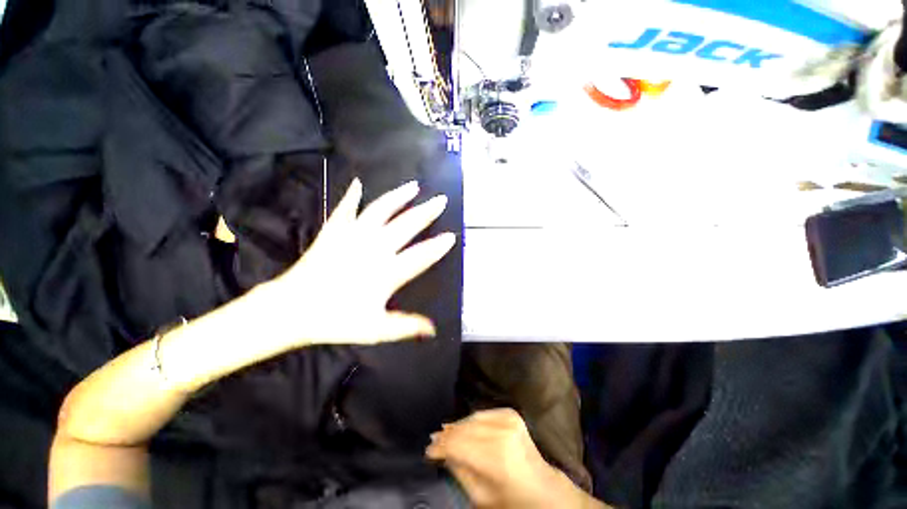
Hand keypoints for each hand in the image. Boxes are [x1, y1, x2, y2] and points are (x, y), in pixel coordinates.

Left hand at [263, 178, 454, 345]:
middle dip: (426, 212)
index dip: (438, 247)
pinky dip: (352, 196)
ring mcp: (353, 236)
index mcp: (387, 272)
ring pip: (381, 210)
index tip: (452, 236)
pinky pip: (345, 209)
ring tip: (413, 186)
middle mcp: (374, 248)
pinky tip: (358, 184)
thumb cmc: (335, 321)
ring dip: (398, 197)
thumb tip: (433, 330)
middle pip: (406, 226)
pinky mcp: (334, 232)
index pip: (420, 256)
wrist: (293, 309)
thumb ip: (406, 326)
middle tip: (440, 200)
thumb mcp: (375, 329)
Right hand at [426, 409, 604, 508]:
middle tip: (433, 440)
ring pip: (472, 418)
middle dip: (447, 435)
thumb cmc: (510, 500)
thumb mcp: (480, 496)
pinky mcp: (511, 413)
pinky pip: (483, 413)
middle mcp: (503, 433)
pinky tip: (463, 427)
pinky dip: (471, 420)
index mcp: (497, 458)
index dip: (441, 446)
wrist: (542, 489)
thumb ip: (459, 470)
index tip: (428, 451)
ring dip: (457, 426)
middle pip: (465, 429)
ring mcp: (509, 419)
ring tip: (445, 432)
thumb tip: (442, 451)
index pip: (459, 444)